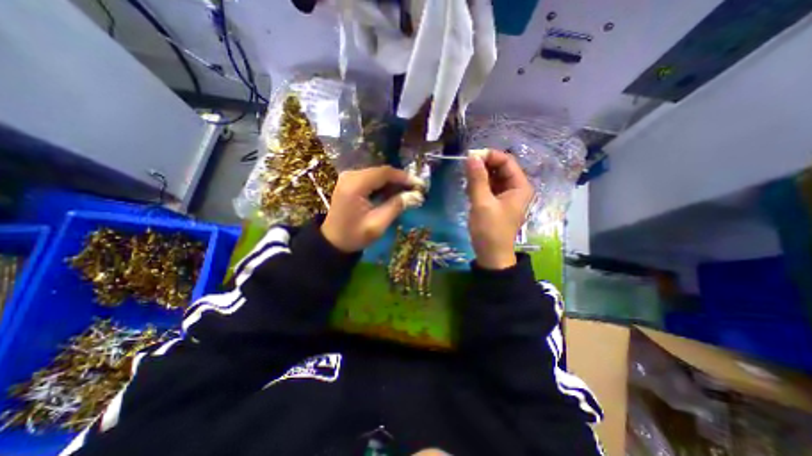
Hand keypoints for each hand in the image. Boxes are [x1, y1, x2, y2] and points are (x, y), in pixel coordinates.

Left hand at [323, 167, 425, 251]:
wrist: (333, 241)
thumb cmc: (354, 236)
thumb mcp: (378, 224)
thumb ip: (396, 206)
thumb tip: (416, 196)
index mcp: (355, 185)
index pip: (384, 173)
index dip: (404, 177)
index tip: (419, 185)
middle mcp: (351, 176)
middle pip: (381, 171)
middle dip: (400, 180)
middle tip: (416, 190)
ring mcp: (349, 178)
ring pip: (378, 174)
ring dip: (393, 183)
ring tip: (408, 193)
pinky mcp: (350, 182)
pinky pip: (372, 179)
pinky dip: (384, 185)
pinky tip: (394, 194)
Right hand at [467, 150, 536, 270]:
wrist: (491, 255)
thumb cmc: (490, 230)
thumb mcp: (482, 203)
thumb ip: (477, 179)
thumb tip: (471, 156)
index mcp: (520, 186)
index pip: (506, 161)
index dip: (489, 156)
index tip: (470, 157)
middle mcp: (515, 188)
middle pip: (499, 168)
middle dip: (482, 167)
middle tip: (465, 171)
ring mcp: (506, 195)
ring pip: (492, 177)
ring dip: (479, 177)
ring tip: (467, 185)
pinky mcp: (496, 202)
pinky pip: (488, 187)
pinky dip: (478, 186)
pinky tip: (469, 192)